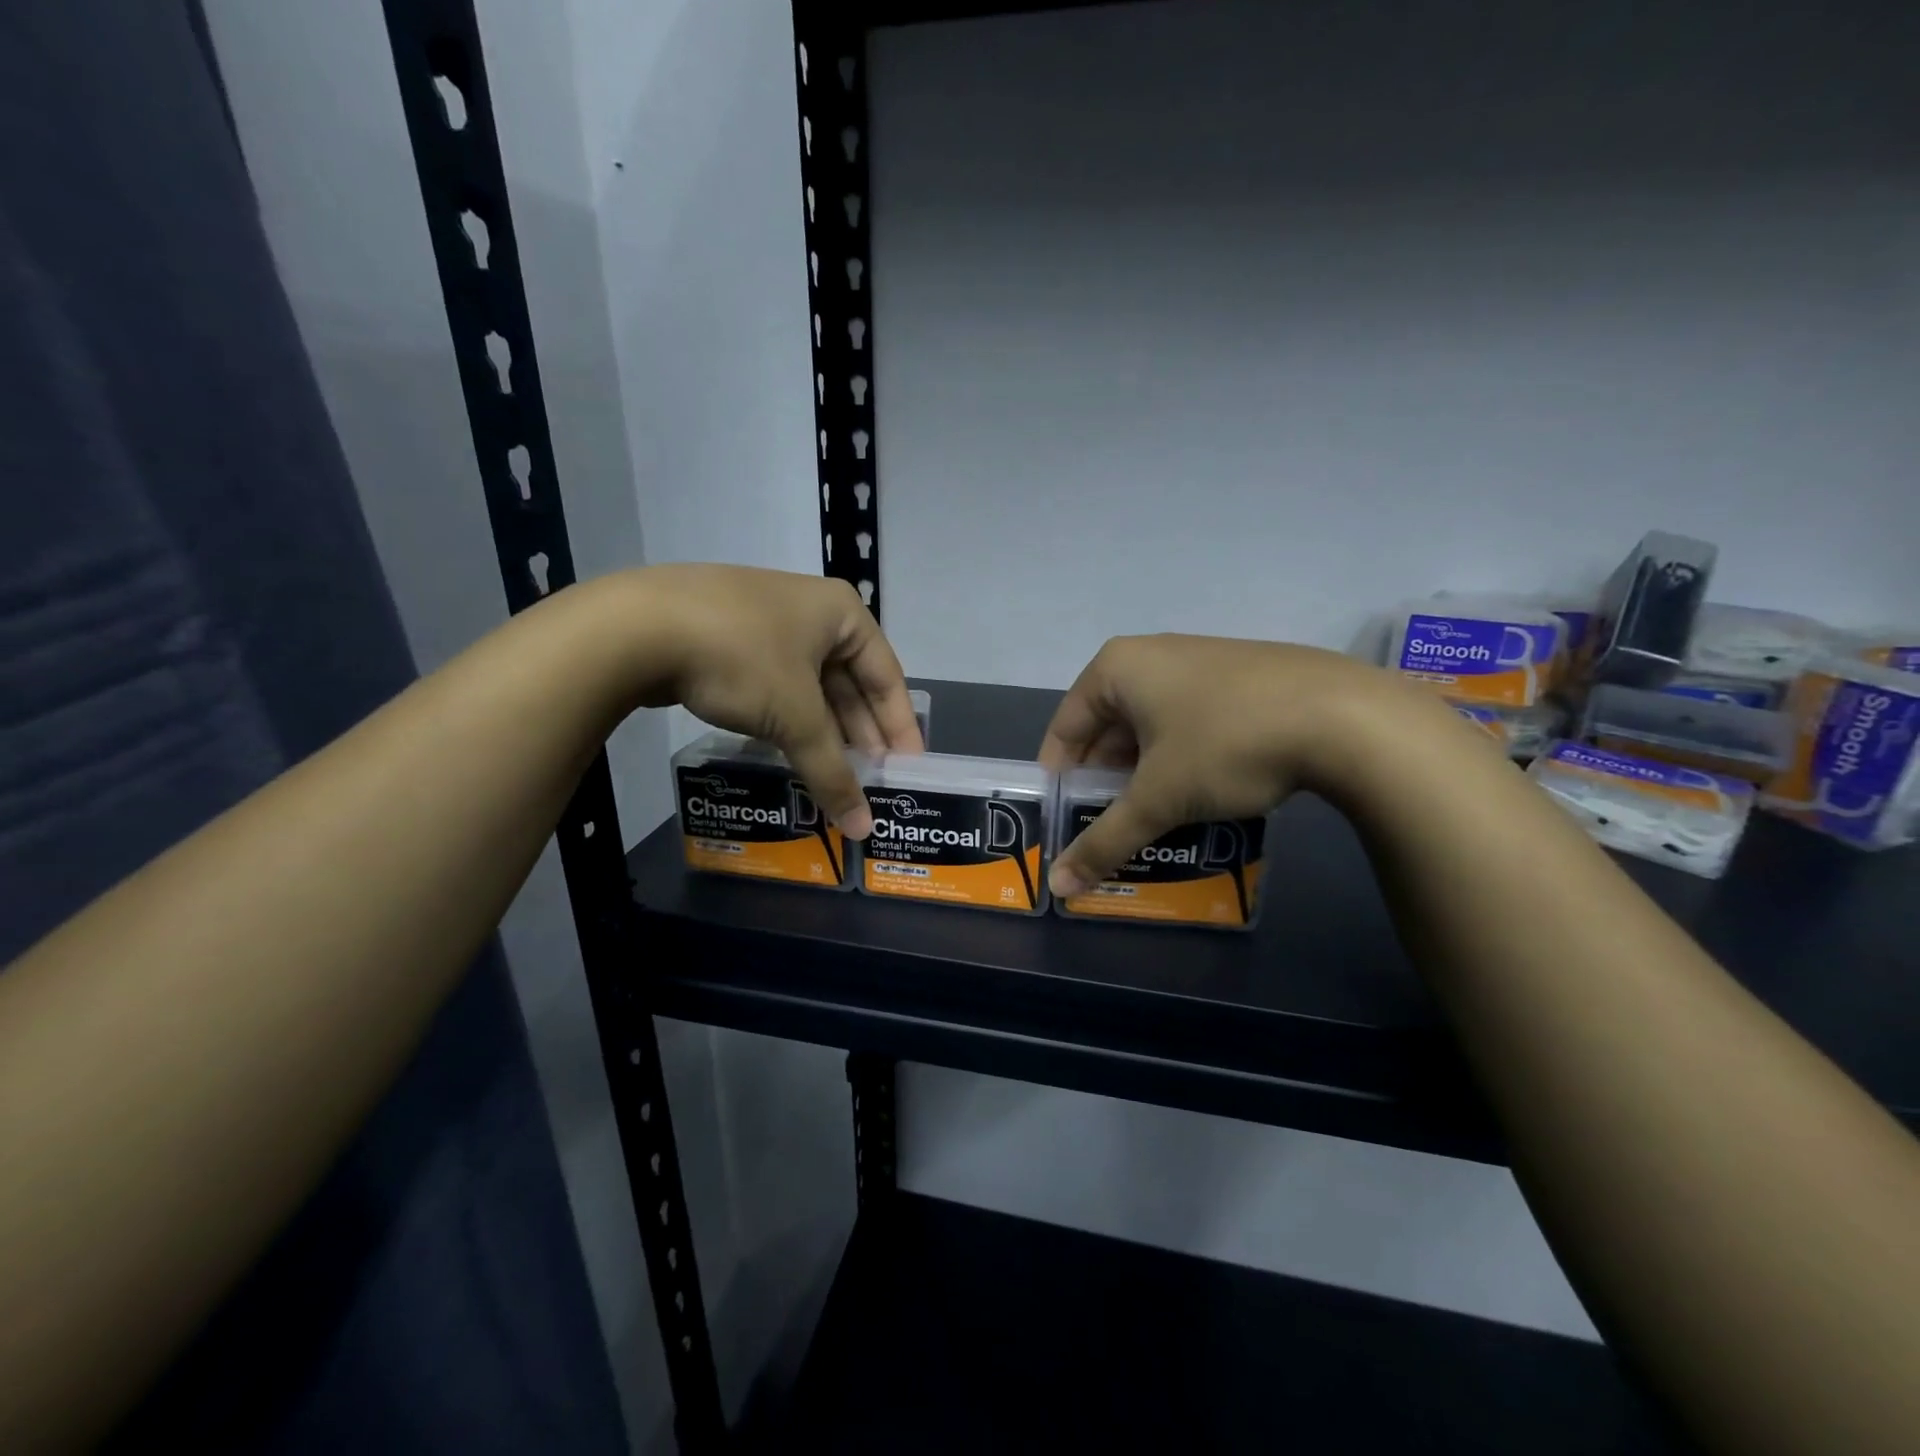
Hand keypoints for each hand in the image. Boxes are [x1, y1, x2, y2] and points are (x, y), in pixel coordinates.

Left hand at [633, 565, 920, 836]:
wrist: (635, 627)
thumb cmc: (741, 658)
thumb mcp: (796, 717)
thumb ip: (833, 772)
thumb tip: (862, 829)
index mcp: (841, 613)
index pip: (888, 676)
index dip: (900, 727)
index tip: (908, 769)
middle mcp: (810, 611)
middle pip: (849, 682)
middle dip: (861, 734)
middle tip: (872, 781)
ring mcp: (766, 623)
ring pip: (810, 687)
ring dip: (824, 733)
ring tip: (836, 776)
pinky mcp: (729, 640)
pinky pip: (776, 686)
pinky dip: (789, 721)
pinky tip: (793, 753)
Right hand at [1039, 634, 1446, 895]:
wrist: (1346, 716)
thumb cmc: (1226, 744)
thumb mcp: (1159, 799)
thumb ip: (1104, 841)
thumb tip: (1058, 889)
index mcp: (1116, 668)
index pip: (1064, 728)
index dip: (1060, 779)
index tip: (1065, 822)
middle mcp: (1152, 655)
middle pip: (1107, 727)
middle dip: (1105, 781)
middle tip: (1109, 827)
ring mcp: (1200, 661)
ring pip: (1151, 727)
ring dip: (1145, 774)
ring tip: (1153, 818)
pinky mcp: (1241, 677)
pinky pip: (1189, 721)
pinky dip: (1181, 758)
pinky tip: (1200, 792)